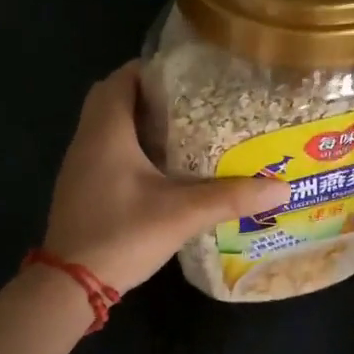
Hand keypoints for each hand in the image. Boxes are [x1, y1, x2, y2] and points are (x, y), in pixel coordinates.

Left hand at [43, 61, 288, 294]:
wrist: (71, 283)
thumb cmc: (123, 234)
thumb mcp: (182, 214)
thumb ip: (231, 198)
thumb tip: (282, 189)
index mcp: (107, 130)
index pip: (122, 78)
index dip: (153, 70)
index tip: (189, 77)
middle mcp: (87, 138)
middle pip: (112, 98)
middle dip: (147, 95)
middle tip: (189, 104)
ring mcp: (78, 164)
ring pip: (106, 126)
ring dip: (137, 122)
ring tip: (182, 131)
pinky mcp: (79, 187)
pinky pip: (103, 150)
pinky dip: (128, 147)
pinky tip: (159, 169)